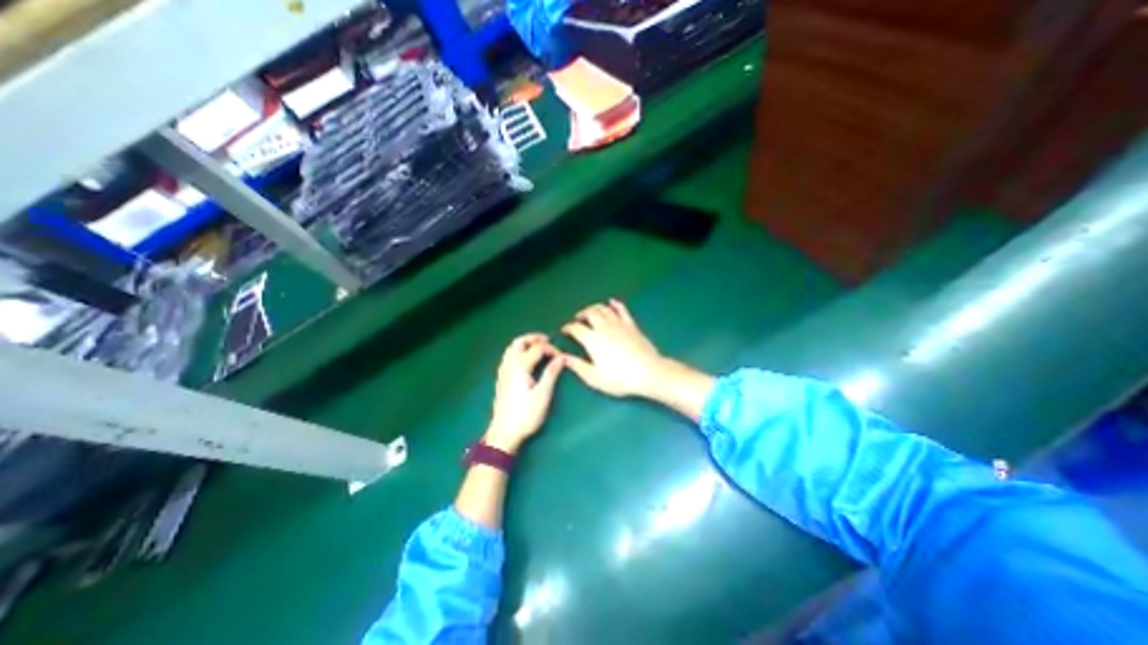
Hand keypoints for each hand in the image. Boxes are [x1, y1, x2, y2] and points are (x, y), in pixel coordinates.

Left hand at [488, 331, 562, 453]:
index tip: (562, 358)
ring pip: (512, 348)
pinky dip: (518, 351)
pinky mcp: (501, 378)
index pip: (537, 348)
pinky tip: (526, 361)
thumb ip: (551, 373)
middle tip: (547, 341)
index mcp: (520, 366)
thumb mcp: (543, 394)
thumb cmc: (526, 415)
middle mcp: (509, 365)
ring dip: (525, 344)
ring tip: (538, 348)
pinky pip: (508, 356)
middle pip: (519, 342)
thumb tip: (561, 358)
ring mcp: (503, 371)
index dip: (551, 349)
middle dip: (534, 338)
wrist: (504, 433)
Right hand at [562, 297, 668, 396]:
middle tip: (577, 319)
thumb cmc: (620, 378)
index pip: (576, 328)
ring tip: (590, 313)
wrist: (648, 372)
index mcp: (592, 340)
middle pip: (589, 313)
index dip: (568, 327)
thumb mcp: (594, 377)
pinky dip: (614, 304)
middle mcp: (604, 327)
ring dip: (594, 308)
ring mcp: (618, 324)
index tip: (565, 330)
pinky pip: (621, 309)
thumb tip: (563, 358)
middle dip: (581, 314)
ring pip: (603, 308)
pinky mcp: (631, 324)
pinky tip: (611, 302)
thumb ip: (578, 366)